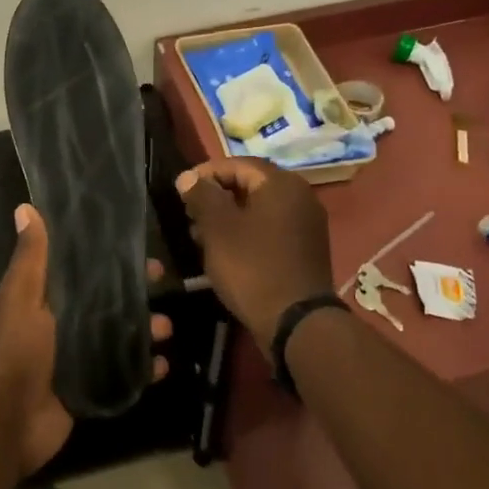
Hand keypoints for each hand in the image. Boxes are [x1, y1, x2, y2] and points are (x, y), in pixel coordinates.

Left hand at [0, 205, 171, 475]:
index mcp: (36, 298)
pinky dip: (141, 369)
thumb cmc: (10, 353)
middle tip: (164, 283)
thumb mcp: (20, 299)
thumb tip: (25, 207)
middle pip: (100, 300)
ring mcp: (70, 358)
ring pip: (114, 335)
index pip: (76, 268)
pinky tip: (163, 365)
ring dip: (142, 329)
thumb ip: (30, 259)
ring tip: (167, 328)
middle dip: (131, 292)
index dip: (105, 256)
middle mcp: (54, 323)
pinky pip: (118, 374)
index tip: (136, 247)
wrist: (1, 426)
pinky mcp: (83, 389)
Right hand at [176, 158, 331, 349]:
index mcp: (281, 183)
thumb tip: (188, 177)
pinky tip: (226, 252)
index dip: (205, 173)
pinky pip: (270, 229)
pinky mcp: (305, 249)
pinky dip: (246, 232)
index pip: (237, 164)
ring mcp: (306, 224)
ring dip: (229, 217)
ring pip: (259, 209)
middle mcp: (300, 196)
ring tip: (201, 237)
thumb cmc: (252, 267)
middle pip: (249, 185)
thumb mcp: (218, 228)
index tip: (181, 190)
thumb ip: (201, 196)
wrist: (296, 323)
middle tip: (190, 214)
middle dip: (216, 196)